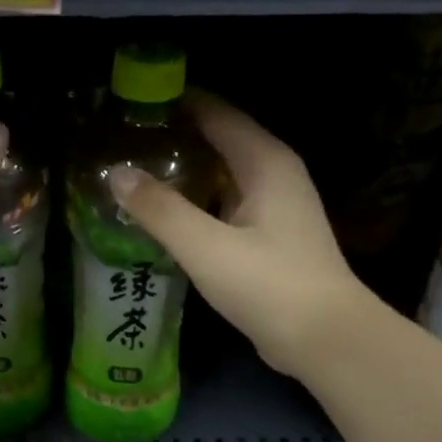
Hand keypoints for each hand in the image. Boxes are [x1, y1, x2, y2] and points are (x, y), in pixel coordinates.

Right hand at [109, 94, 375, 379]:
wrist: (324, 339)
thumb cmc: (269, 285)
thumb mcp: (206, 247)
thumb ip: (159, 209)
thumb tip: (116, 173)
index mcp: (265, 161)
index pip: (215, 112)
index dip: (174, 102)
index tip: (130, 104)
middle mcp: (273, 173)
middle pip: (217, 140)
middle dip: (173, 137)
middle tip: (121, 141)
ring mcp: (274, 206)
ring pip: (220, 175)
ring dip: (183, 173)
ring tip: (133, 174)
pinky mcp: (269, 237)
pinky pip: (224, 204)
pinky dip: (196, 202)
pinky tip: (163, 215)